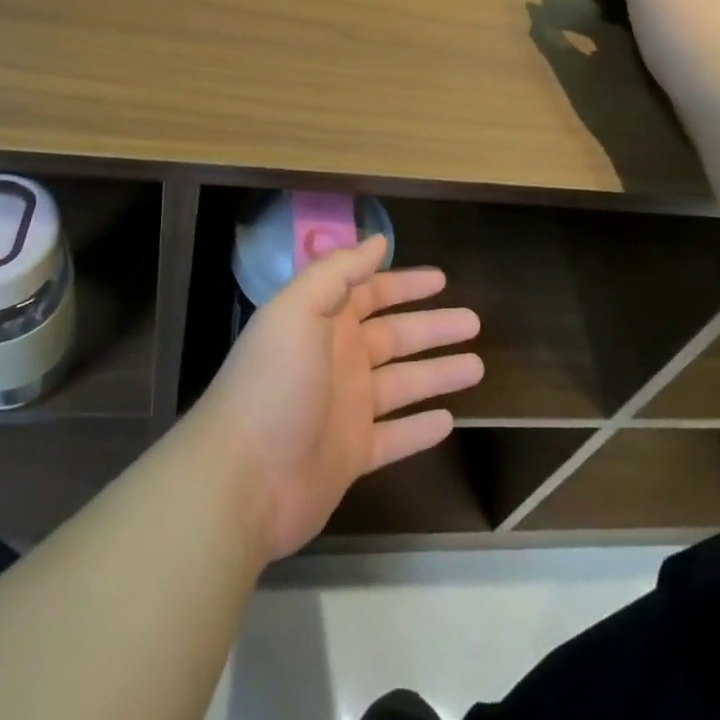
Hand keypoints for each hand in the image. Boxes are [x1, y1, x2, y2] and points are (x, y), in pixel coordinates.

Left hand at [189, 235, 482, 560]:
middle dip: (433, 327)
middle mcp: (337, 360)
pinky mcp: (350, 455)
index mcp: (323, 322)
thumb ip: (337, 272)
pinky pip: (395, 437)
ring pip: (403, 384)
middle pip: (394, 336)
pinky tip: (450, 421)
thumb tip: (377, 240)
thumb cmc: (273, 383)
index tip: (442, 279)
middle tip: (474, 321)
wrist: (241, 479)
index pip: (370, 293)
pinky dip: (420, 430)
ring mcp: (345, 409)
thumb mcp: (298, 311)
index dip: (404, 283)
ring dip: (438, 373)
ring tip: (478, 366)